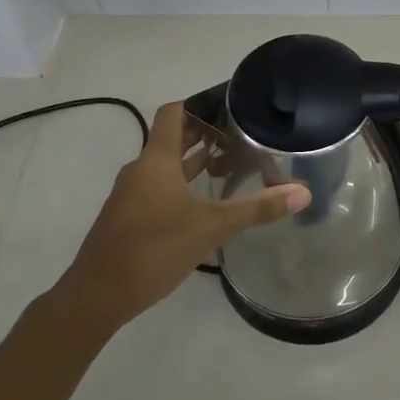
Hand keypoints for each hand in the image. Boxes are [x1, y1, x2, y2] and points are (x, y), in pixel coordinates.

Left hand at [55, 102, 308, 330]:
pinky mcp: (129, 217)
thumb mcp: (211, 227)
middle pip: (172, 138)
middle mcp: (141, 170)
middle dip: (204, 134)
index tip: (229, 105)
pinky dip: (182, 184)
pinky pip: (158, 187)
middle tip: (241, 134)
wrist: (96, 297)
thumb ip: (256, 209)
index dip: (199, 103)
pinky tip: (205, 202)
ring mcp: (132, 195)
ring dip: (194, 161)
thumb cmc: (153, 249)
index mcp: (156, 160)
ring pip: (166, 166)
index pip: (173, 112)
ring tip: (230, 163)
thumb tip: (302, 192)